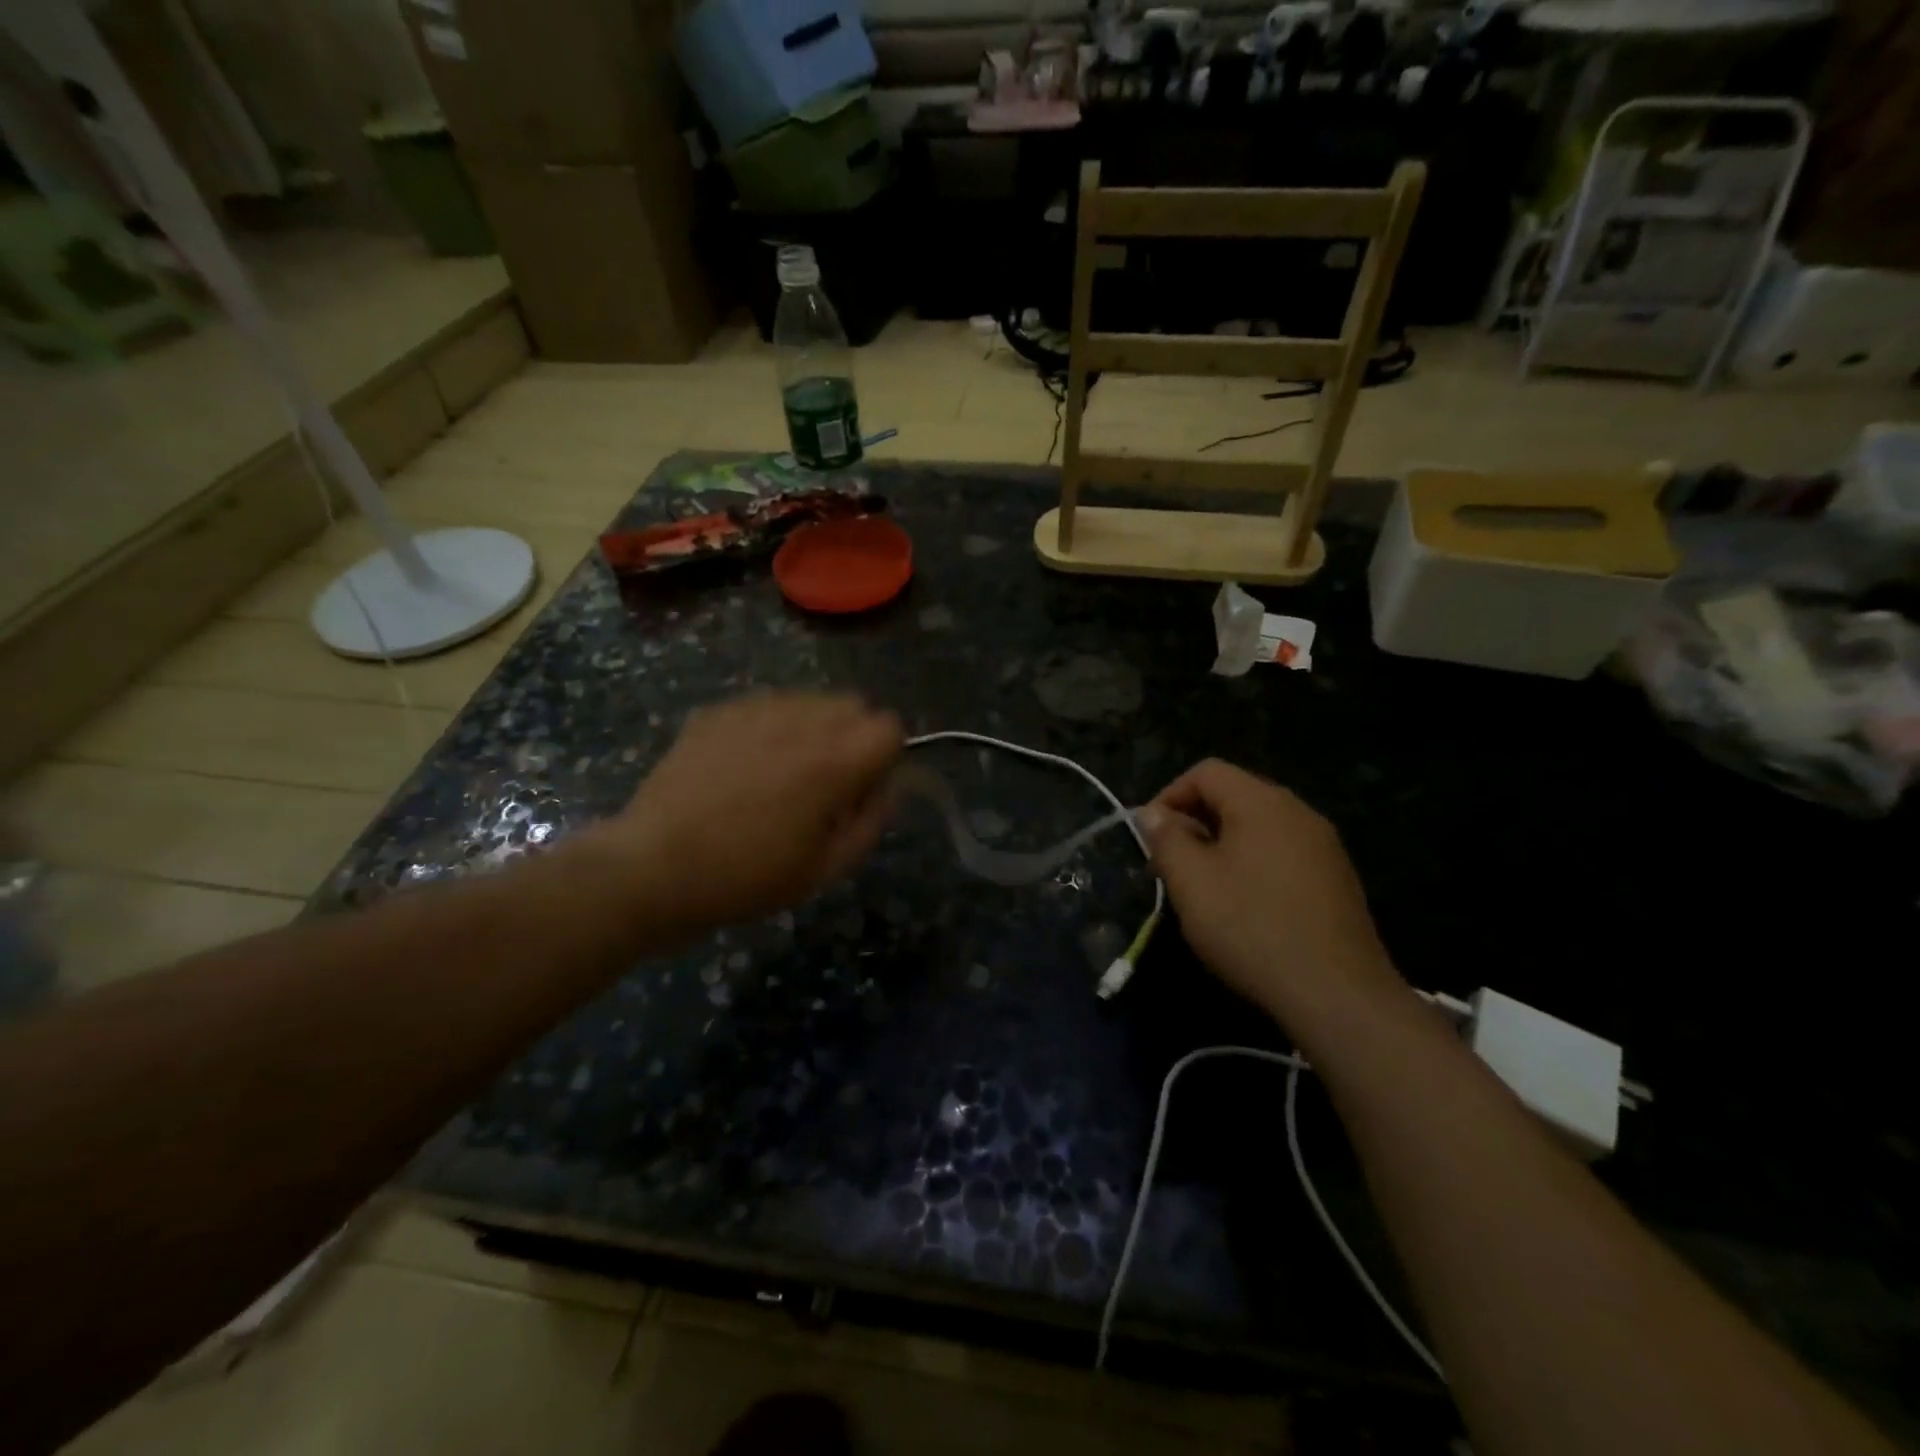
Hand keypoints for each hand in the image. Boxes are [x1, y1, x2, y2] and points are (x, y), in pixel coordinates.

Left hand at [579, 693, 902, 941]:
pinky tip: (742, 767)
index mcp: (834, 761)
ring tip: (780, 773)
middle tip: (825, 782)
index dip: (884, 758)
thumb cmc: (747, 877)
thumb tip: (887, 788)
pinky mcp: (718, 711)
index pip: (890, 726)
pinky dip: (770, 728)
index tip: (860, 790)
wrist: (654, 868)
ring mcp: (755, 710)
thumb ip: (872, 821)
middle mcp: (800, 721)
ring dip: (812, 729)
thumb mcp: (826, 869)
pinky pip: (766, 706)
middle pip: (853, 704)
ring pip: (809, 700)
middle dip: (852, 737)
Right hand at [1139, 760, 1405, 1026]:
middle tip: (1170, 865)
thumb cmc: (1252, 929)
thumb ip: (1166, 838)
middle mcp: (1298, 812)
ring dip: (1221, 845)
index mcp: (1262, 802)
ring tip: (1203, 888)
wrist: (1338, 995)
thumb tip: (1154, 814)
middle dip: (1194, 822)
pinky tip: (1245, 907)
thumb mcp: (1191, 882)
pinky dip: (1253, 864)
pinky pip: (1282, 853)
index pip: (1206, 772)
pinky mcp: (1337, 879)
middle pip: (1234, 795)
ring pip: (1258, 827)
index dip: (1169, 796)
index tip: (1150, 837)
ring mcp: (1324, 846)